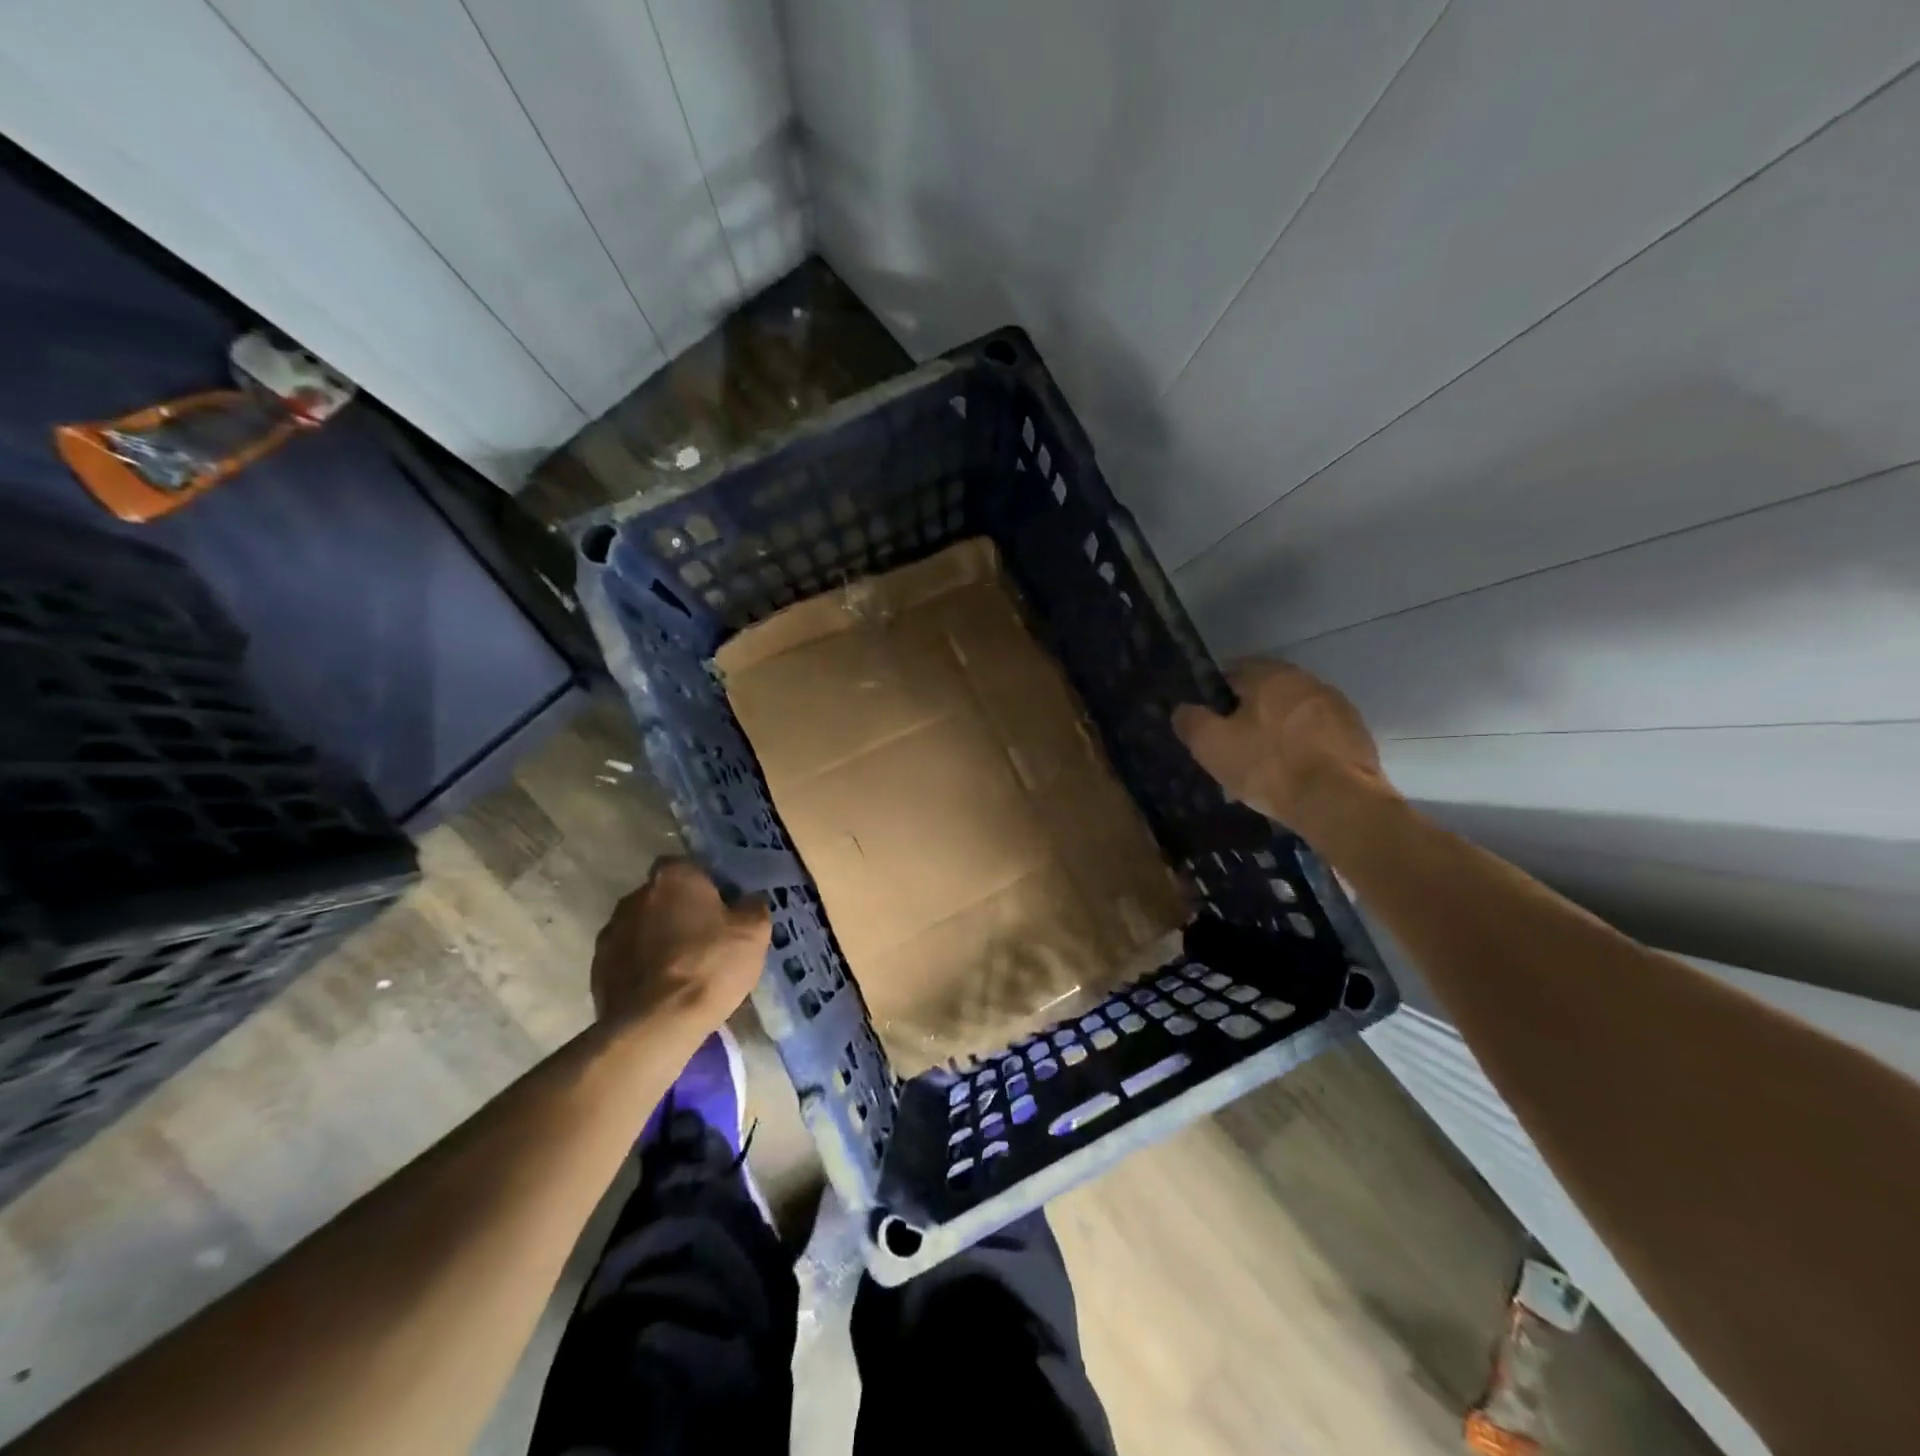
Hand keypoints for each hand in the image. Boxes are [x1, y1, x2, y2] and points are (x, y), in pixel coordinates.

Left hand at [590, 859, 769, 1031]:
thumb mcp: (754, 933)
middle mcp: (636, 896)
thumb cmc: (710, 966)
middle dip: (681, 912)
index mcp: (674, 878)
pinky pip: (628, 958)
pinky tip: (662, 990)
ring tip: (683, 969)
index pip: (689, 867)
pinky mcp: (598, 968)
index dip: (707, 886)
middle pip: (664, 897)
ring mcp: (612, 932)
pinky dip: (643, 967)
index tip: (722, 909)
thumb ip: (752, 906)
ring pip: (643, 927)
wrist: (656, 1024)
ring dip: (659, 940)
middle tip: (706, 939)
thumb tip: (748, 899)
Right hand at [1173, 660, 1392, 832]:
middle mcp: (1307, 681)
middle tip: (1232, 746)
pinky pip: (1317, 737)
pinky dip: (1303, 749)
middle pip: (1266, 694)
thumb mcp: (1212, 745)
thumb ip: (1191, 720)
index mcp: (1271, 675)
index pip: (1232, 673)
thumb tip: (1183, 708)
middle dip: (1248, 715)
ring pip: (1293, 715)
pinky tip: (1293, 776)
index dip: (1214, 696)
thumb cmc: (1268, 766)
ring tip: (1263, 766)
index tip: (1207, 722)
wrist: (1339, 802)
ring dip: (1277, 732)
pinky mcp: (1357, 736)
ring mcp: (1338, 707)